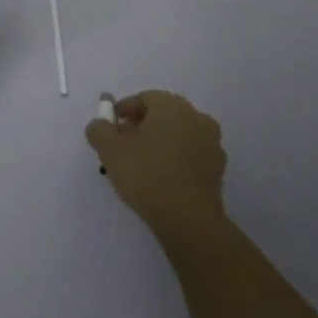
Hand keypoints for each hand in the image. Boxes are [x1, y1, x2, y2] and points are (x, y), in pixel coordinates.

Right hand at [85, 91, 227, 237]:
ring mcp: (212, 143)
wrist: (189, 219)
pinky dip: (175, 159)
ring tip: (141, 164)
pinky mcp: (218, 168)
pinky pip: (190, 154)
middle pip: (163, 114)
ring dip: (160, 142)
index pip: (144, 98)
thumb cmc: (147, 175)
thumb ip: (99, 130)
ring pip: (178, 134)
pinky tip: (161, 178)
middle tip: (123, 144)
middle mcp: (196, 117)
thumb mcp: (109, 150)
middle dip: (141, 126)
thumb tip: (99, 124)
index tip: (110, 128)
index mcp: (172, 106)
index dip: (124, 110)